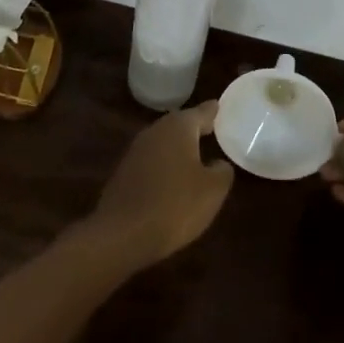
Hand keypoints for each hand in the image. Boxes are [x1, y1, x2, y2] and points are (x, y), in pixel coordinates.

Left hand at [86, 101, 233, 269]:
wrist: (121, 234)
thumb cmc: (175, 205)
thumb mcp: (212, 191)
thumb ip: (222, 171)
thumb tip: (218, 163)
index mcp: (179, 127)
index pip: (202, 112)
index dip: (213, 112)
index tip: (221, 107)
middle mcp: (156, 131)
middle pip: (180, 125)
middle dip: (195, 129)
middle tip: (211, 131)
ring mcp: (136, 151)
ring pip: (164, 143)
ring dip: (178, 149)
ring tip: (195, 157)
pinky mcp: (124, 173)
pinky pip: (151, 162)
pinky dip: (164, 166)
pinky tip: (172, 181)